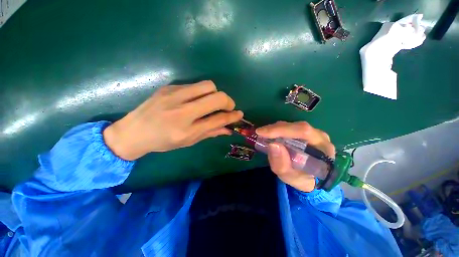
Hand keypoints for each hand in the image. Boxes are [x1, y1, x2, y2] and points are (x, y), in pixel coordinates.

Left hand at [103, 81, 242, 159]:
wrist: (133, 131)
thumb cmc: (162, 141)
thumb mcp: (188, 141)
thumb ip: (210, 133)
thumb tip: (228, 128)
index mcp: (186, 130)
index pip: (218, 119)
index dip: (232, 116)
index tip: (239, 114)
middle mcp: (182, 111)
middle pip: (216, 97)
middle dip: (228, 101)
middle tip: (227, 107)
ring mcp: (174, 95)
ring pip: (208, 86)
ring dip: (215, 94)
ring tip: (211, 103)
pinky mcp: (170, 87)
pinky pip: (195, 86)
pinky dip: (202, 93)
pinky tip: (196, 100)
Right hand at [256, 121, 334, 191]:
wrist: (310, 179)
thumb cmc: (302, 179)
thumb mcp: (290, 178)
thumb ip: (281, 164)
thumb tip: (272, 144)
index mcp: (323, 148)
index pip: (304, 132)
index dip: (282, 130)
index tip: (262, 133)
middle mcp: (320, 137)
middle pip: (297, 126)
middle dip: (276, 129)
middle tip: (260, 133)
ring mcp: (313, 133)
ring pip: (293, 125)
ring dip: (276, 129)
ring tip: (264, 135)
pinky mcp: (305, 133)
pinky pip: (291, 128)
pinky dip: (278, 130)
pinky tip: (271, 135)